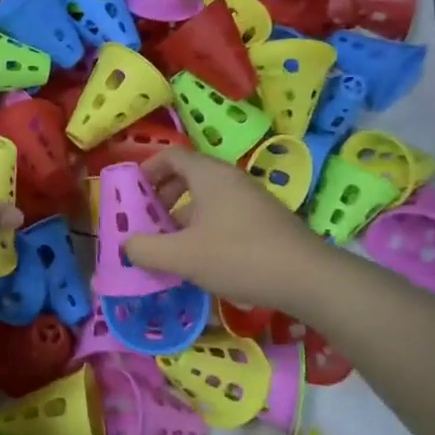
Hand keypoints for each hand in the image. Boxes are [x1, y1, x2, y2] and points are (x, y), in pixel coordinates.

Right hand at [123, 148, 332, 307]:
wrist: (307, 278)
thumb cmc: (238, 256)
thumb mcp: (182, 256)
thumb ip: (146, 249)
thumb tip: (126, 245)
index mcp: (210, 175)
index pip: (171, 156)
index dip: (147, 170)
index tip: (132, 194)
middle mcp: (231, 179)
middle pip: (188, 176)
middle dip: (163, 196)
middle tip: (148, 221)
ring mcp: (252, 199)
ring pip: (207, 198)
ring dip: (183, 215)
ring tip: (170, 245)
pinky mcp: (265, 221)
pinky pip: (225, 214)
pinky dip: (205, 227)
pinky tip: (202, 258)